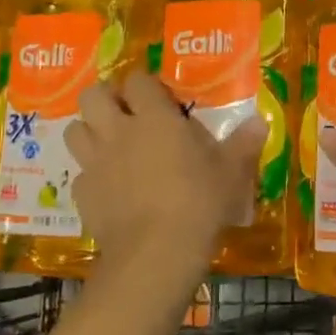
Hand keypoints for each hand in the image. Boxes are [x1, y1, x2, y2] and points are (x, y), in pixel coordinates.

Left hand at [64, 72, 267, 277]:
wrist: (155, 254)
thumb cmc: (198, 203)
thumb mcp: (231, 173)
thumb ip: (243, 144)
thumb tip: (260, 121)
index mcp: (154, 118)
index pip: (138, 80)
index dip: (146, 84)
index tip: (160, 97)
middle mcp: (118, 132)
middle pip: (93, 95)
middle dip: (105, 97)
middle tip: (125, 112)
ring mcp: (95, 163)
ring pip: (75, 129)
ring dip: (89, 131)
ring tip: (109, 143)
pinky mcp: (83, 194)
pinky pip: (80, 174)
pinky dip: (91, 176)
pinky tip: (109, 188)